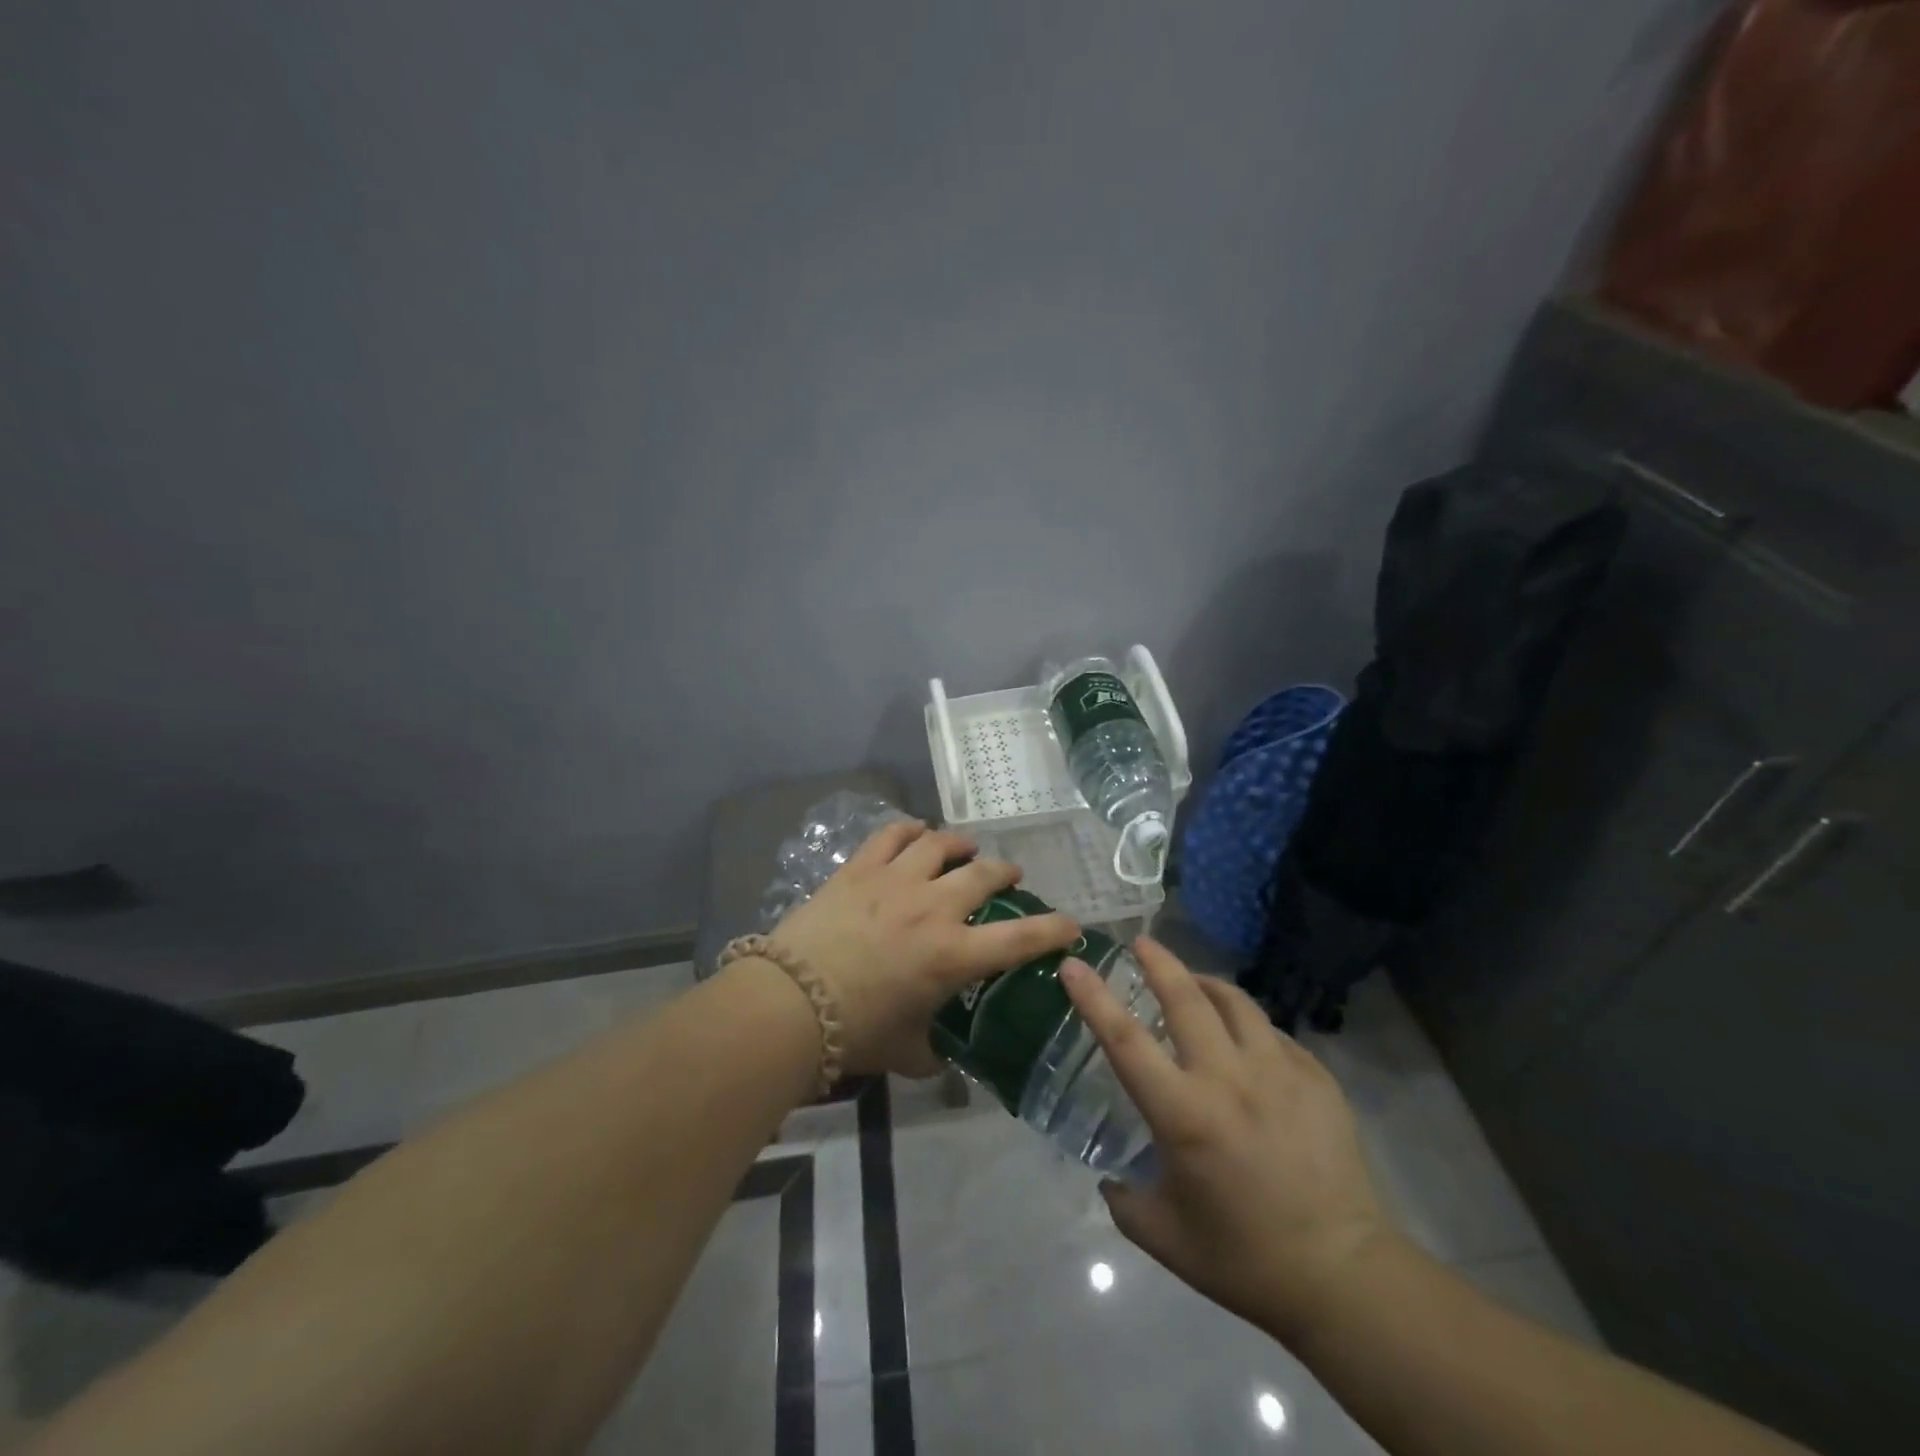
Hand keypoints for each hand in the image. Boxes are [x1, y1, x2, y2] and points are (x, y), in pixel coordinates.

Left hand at [768, 820, 1081, 1077]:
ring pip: (940, 843)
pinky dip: (910, 830)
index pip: (1022, 938)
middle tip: (1009, 876)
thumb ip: (936, 1051)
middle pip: (984, 875)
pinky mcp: (860, 868)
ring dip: (961, 844)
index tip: (1072, 925)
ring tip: (965, 848)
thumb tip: (946, 1054)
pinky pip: (892, 834)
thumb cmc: (855, 1032)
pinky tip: (915, 834)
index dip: (1055, 929)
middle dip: (1006, 873)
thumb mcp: (907, 1052)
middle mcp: (934, 908)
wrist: (789, 1002)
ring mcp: (896, 880)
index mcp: (954, 955)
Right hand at [1059, 937, 1396, 1344]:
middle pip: (1186, 998)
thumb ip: (1125, 1200)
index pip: (1124, 1039)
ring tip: (1193, 982)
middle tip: (1142, 942)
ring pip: (1236, 1002)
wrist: (1342, 1276)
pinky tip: (1246, 1042)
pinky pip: (1273, 1033)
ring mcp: (1279, 1072)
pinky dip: (1249, 1025)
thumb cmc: (1244, 1259)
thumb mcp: (1164, 1237)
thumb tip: (1110, 1178)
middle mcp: (1228, 1078)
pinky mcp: (1317, 1078)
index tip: (1074, 964)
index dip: (1094, 997)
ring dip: (1206, 983)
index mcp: (1183, 1113)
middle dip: (1159, 961)